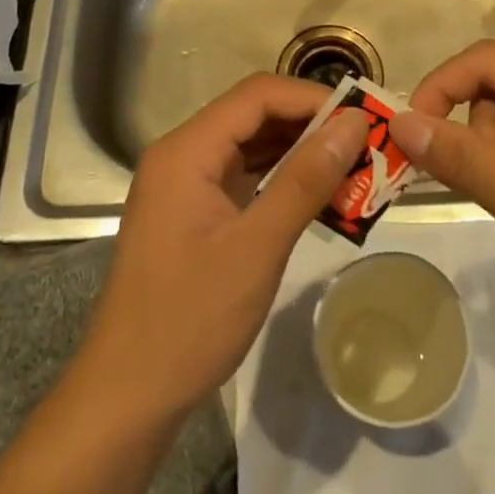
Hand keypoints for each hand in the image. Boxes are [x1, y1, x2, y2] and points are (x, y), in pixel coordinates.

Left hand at [80, 74, 370, 419]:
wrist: (127, 398)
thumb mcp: (257, 247)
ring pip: (252, 146)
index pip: (258, 95)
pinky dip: (283, 181)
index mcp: (187, 150)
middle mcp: (183, 155)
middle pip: (255, 116)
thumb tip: (354, 123)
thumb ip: (306, 180)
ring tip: (355, 167)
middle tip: (368, 145)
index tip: (364, 119)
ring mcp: (186, 185)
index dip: (313, 99)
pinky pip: (245, 177)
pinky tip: (321, 196)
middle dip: (312, 126)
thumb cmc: (189, 321)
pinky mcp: (194, 213)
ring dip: (301, 154)